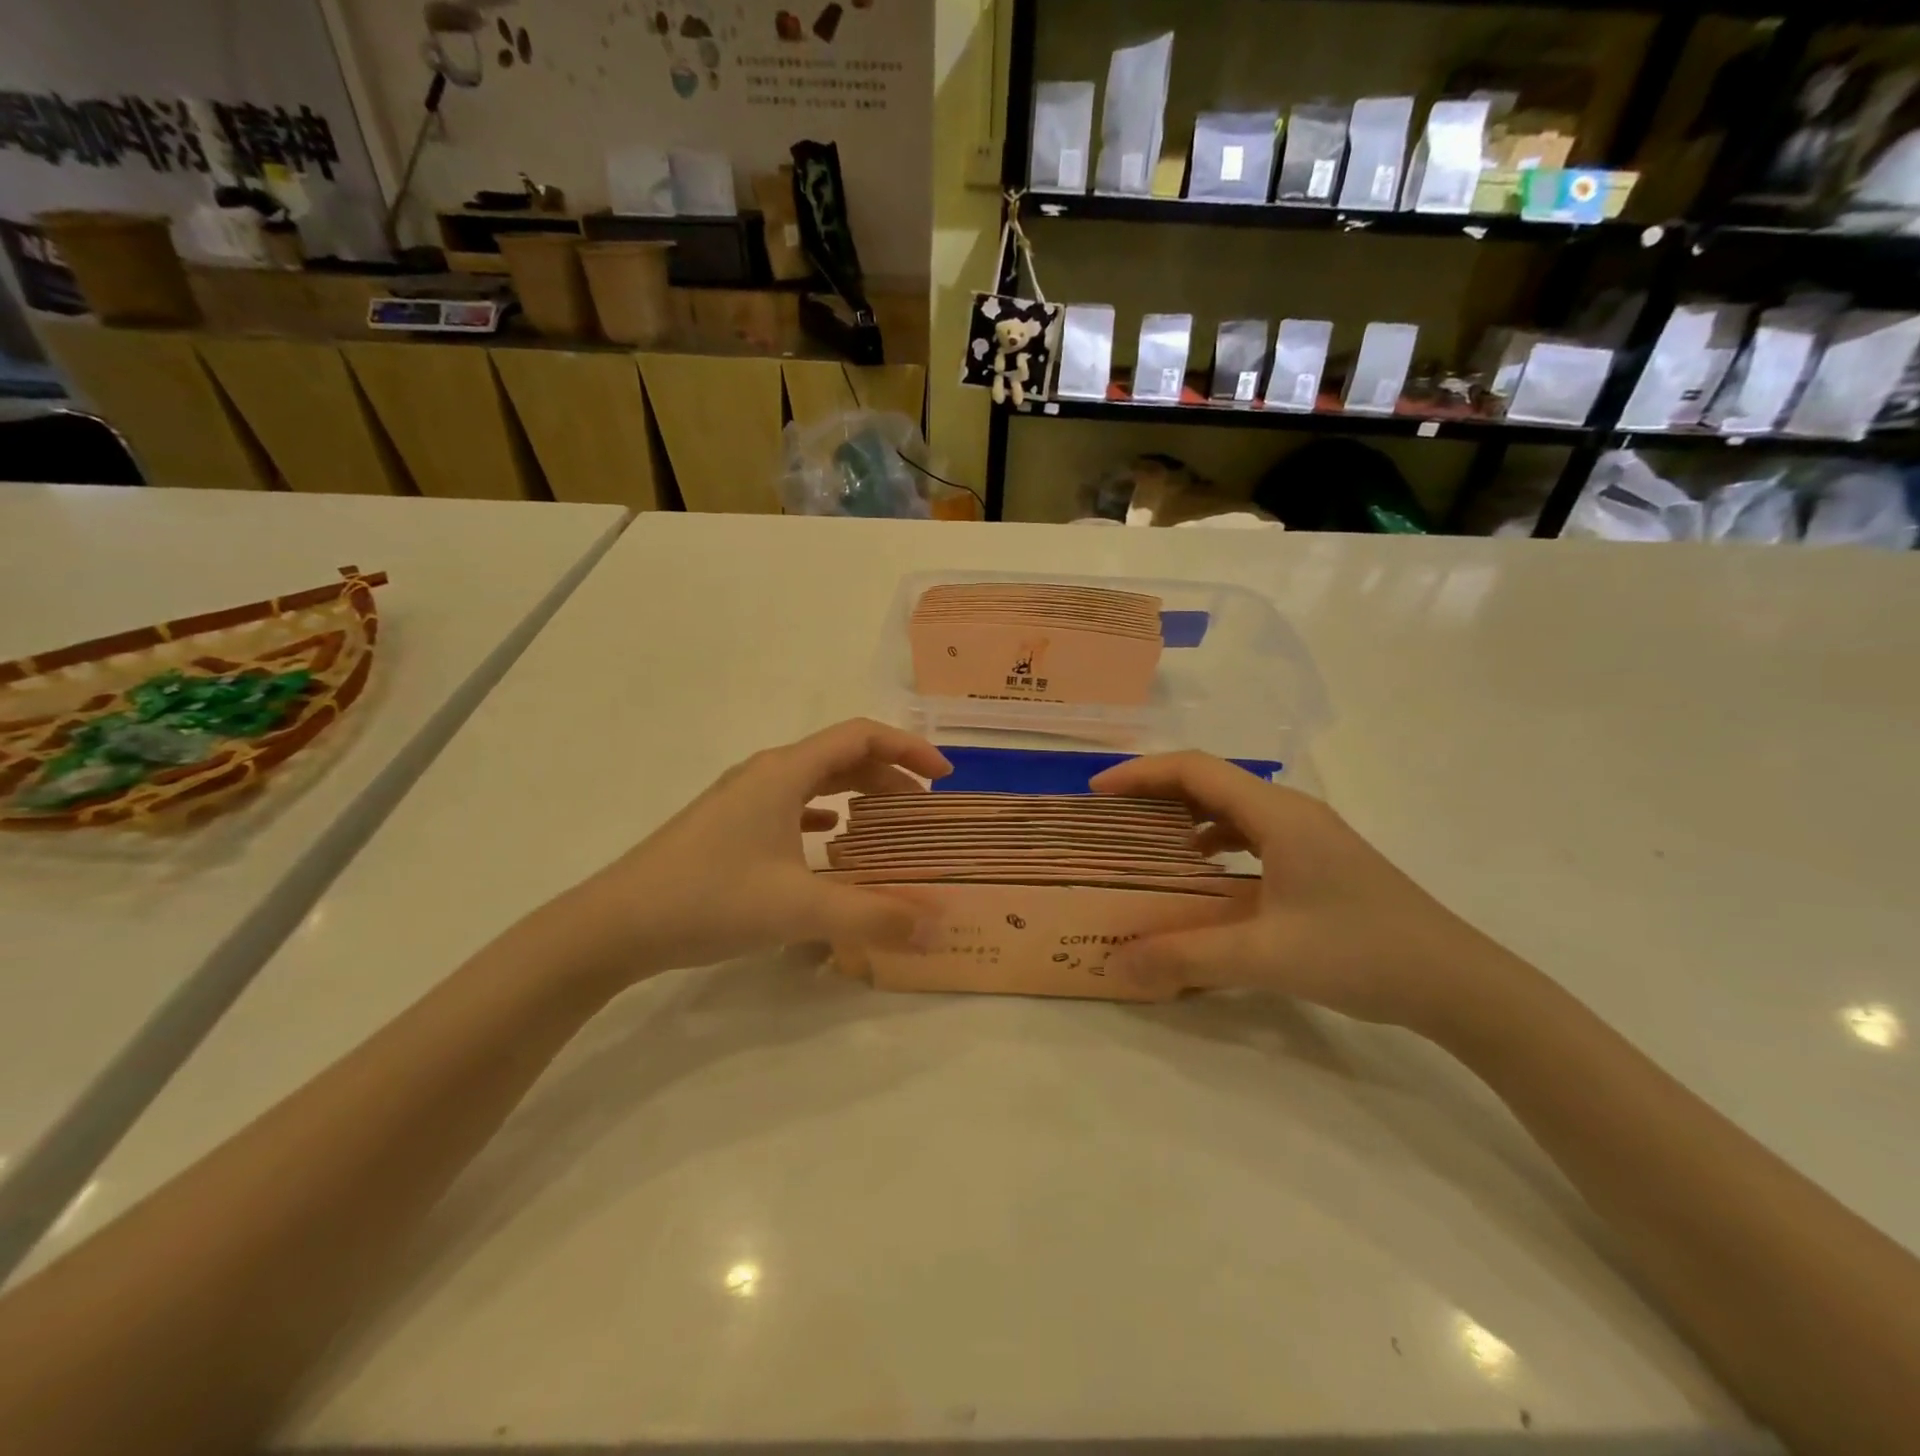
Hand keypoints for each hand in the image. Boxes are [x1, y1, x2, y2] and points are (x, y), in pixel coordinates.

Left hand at [557, 719, 950, 984]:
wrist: (615, 925)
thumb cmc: (709, 900)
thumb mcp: (798, 910)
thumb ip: (872, 917)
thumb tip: (935, 926)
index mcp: (784, 773)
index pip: (860, 737)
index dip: (908, 749)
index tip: (943, 776)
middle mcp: (764, 773)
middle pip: (840, 755)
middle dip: (888, 774)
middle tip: (924, 807)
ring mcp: (742, 799)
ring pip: (814, 780)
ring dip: (857, 792)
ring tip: (889, 820)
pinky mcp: (728, 825)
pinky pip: (790, 804)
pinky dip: (823, 812)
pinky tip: (832, 838)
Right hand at [1090, 753, 1522, 1033]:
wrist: (1458, 983)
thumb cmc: (1361, 953)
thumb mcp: (1264, 956)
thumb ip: (1185, 958)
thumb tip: (1116, 966)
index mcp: (1277, 814)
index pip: (1194, 769)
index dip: (1140, 773)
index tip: (1097, 792)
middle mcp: (1291, 811)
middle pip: (1210, 780)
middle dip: (1156, 791)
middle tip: (1111, 817)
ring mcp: (1310, 834)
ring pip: (1232, 806)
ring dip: (1186, 814)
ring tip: (1146, 840)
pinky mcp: (1319, 859)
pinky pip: (1252, 832)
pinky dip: (1215, 840)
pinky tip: (1203, 871)